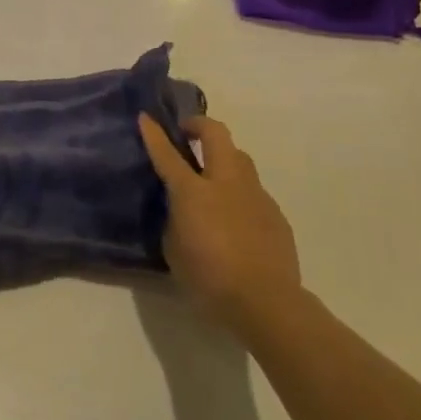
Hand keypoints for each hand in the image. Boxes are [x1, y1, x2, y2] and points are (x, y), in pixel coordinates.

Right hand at [138, 113, 301, 334]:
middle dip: (199, 125)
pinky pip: (254, 191)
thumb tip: (180, 209)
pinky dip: (240, 193)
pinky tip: (236, 218)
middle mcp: (226, 183)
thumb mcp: (174, 249)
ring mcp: (255, 195)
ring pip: (240, 158)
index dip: (154, 133)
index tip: (145, 117)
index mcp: (193, 192)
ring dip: (223, 157)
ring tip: (212, 177)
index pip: (167, 154)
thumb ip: (174, 220)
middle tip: (187, 133)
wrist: (266, 303)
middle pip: (216, 135)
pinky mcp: (275, 213)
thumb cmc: (209, 278)